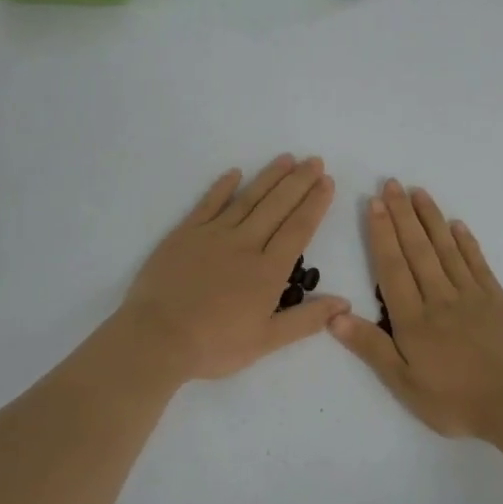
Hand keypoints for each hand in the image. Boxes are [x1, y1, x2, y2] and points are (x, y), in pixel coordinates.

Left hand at [121, 156, 349, 381]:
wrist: (157, 337)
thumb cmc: (215, 345)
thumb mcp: (266, 341)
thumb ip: (306, 320)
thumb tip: (344, 303)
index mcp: (268, 271)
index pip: (298, 229)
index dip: (315, 203)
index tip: (327, 181)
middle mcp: (245, 244)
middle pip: (277, 206)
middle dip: (299, 181)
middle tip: (315, 160)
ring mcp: (213, 235)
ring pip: (247, 199)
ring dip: (269, 177)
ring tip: (287, 158)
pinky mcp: (185, 234)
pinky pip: (208, 204)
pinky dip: (222, 187)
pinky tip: (235, 172)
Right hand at [332, 181, 502, 438]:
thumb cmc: (455, 400)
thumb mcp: (404, 383)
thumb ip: (371, 347)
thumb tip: (333, 315)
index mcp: (413, 319)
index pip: (392, 267)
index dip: (382, 234)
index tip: (374, 204)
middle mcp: (439, 297)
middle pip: (417, 249)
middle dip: (402, 216)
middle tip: (392, 184)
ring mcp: (471, 295)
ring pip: (446, 249)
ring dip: (431, 219)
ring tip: (418, 192)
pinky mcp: (497, 299)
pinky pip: (477, 263)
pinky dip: (466, 242)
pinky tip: (457, 225)